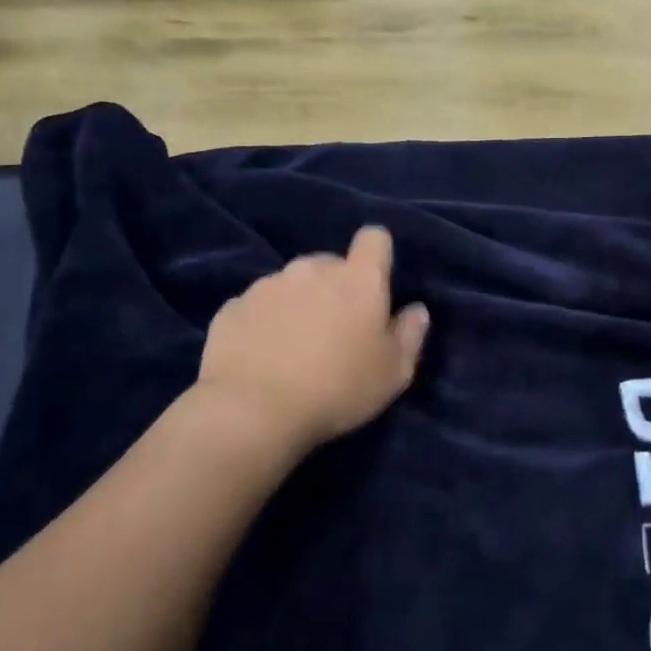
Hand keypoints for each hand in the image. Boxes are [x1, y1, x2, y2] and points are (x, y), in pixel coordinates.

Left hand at [194, 225, 429, 452]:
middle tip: (335, 331)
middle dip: (335, 287)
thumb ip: (410, 335)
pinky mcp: (233, 306)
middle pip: (330, 263)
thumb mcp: (393, 374)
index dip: (377, 256)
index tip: (374, 286)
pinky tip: (263, 356)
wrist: (251, 412)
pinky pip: (258, 306)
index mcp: (358, 279)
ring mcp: (268, 284)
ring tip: (294, 348)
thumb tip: (416, 310)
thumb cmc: (337, 389)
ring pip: (292, 283)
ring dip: (298, 304)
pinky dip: (265, 322)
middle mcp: (312, 269)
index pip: (374, 239)